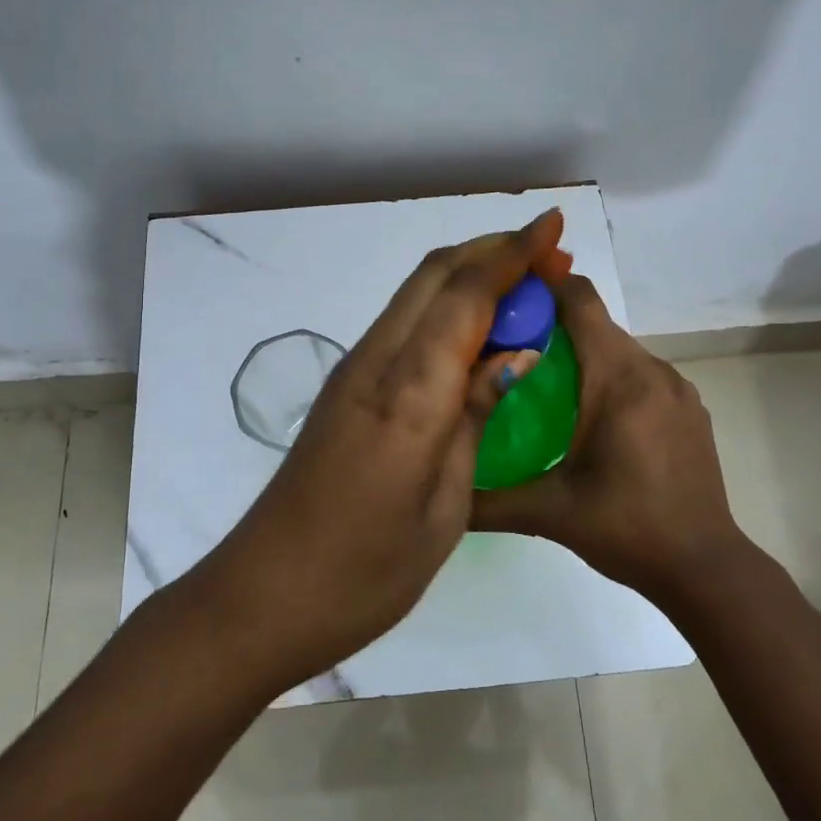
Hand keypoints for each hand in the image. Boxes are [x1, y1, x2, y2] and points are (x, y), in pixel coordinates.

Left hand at [214, 210, 572, 687]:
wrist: (267, 594)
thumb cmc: (368, 568)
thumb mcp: (444, 503)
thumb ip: (475, 416)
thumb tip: (515, 353)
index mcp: (408, 392)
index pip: (465, 296)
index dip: (512, 254)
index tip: (553, 226)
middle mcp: (376, 362)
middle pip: (434, 276)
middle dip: (492, 251)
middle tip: (546, 253)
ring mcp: (354, 372)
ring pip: (416, 295)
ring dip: (468, 275)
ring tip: (522, 285)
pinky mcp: (345, 388)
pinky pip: (404, 325)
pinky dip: (445, 308)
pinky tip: (475, 332)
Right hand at [470, 274, 749, 609]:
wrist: (706, 567)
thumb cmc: (627, 529)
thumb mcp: (550, 512)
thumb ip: (488, 499)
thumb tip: (439, 488)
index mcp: (618, 379)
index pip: (580, 301)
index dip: (543, 285)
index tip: (505, 295)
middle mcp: (652, 370)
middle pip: (596, 324)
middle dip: (552, 325)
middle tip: (508, 348)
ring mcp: (677, 388)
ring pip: (618, 349)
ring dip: (582, 354)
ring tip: (543, 385)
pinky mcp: (689, 408)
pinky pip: (640, 373)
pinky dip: (611, 377)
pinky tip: (589, 417)